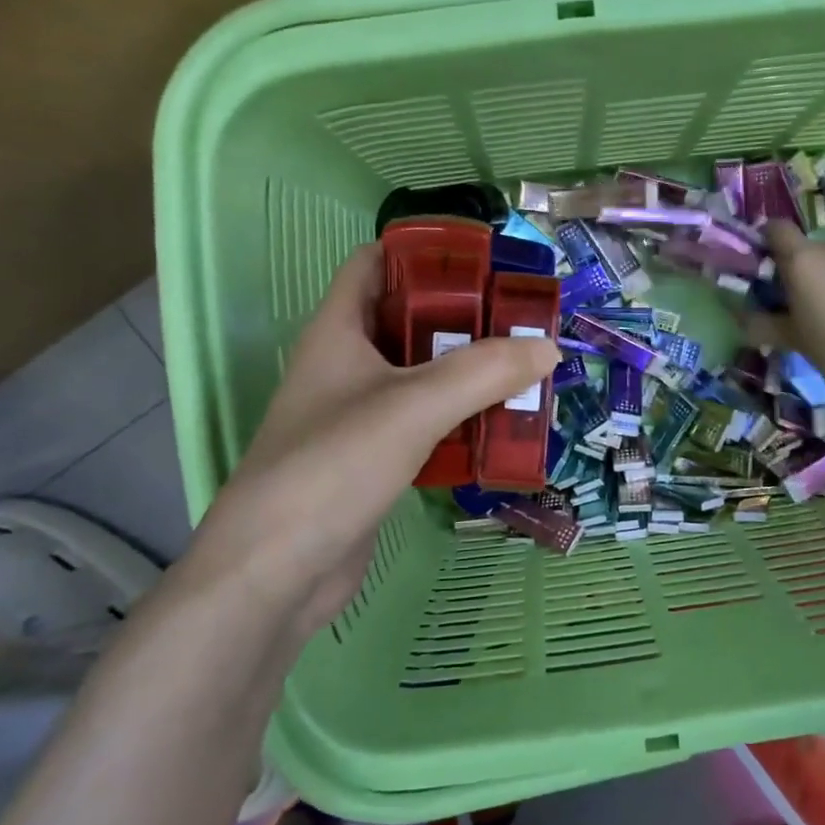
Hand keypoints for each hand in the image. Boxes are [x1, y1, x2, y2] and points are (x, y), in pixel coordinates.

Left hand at [173, 244, 556, 640]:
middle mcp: (346, 367)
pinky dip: (461, 421)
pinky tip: (501, 427)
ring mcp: (358, 417)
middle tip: (523, 321)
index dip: (424, 252)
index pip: (376, 264)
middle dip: (465, 318)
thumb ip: (483, 372)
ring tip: (526, 370)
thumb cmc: (333, 467)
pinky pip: (426, 425)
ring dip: (469, 374)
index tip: (485, 259)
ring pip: (422, 378)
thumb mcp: (413, 407)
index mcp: (339, 332)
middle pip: (410, 322)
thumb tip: (547, 347)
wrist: (277, 573)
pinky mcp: (374, 461)